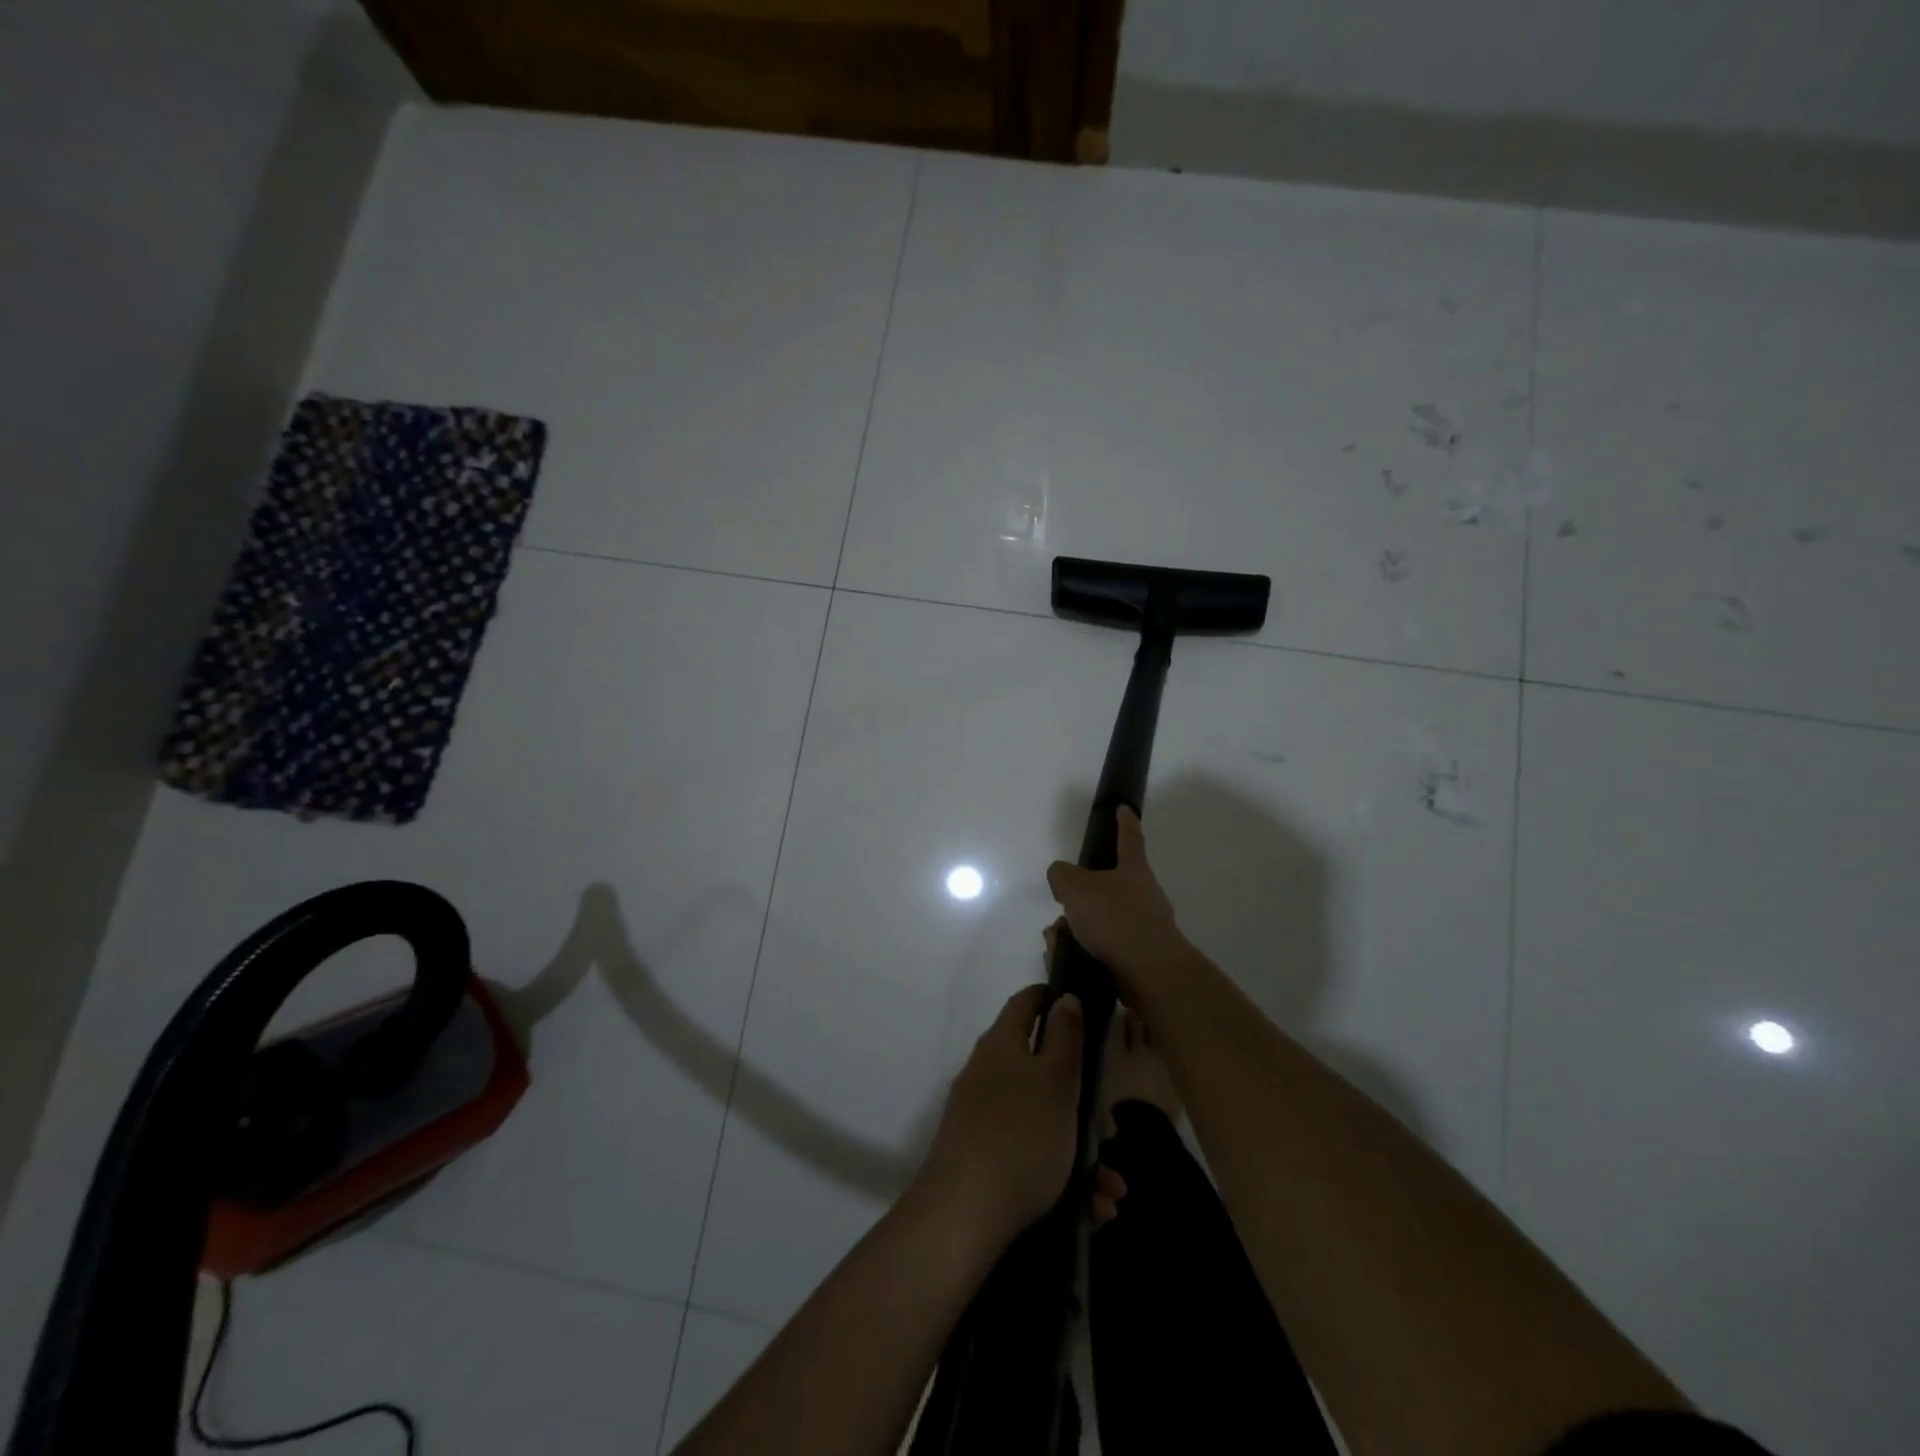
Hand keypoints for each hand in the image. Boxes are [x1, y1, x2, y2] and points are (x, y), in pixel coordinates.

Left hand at [917, 987, 1124, 1249]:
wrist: (963, 1215)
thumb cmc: (1021, 1135)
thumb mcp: (1056, 1080)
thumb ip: (1066, 1037)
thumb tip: (1065, 998)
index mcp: (1002, 1045)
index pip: (1026, 1003)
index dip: (1053, 999)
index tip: (1086, 1010)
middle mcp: (988, 1074)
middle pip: (1042, 1069)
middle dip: (1083, 1100)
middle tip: (1110, 1130)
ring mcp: (982, 1117)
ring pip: (1043, 1120)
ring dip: (1082, 1150)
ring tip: (1110, 1188)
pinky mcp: (983, 1158)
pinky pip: (1031, 1155)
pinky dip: (1063, 1177)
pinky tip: (1092, 1208)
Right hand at [1046, 807, 1186, 989]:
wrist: (1149, 973)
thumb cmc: (1115, 919)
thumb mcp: (1075, 887)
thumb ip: (1062, 875)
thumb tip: (1062, 878)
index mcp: (1133, 870)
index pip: (1129, 838)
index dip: (1124, 822)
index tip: (1124, 808)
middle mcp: (1143, 896)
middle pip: (1105, 888)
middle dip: (1078, 899)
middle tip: (1060, 911)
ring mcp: (1143, 928)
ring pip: (1099, 922)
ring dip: (1074, 930)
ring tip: (1057, 943)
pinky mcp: (1137, 958)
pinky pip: (1101, 949)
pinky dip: (1081, 952)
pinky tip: (1066, 961)